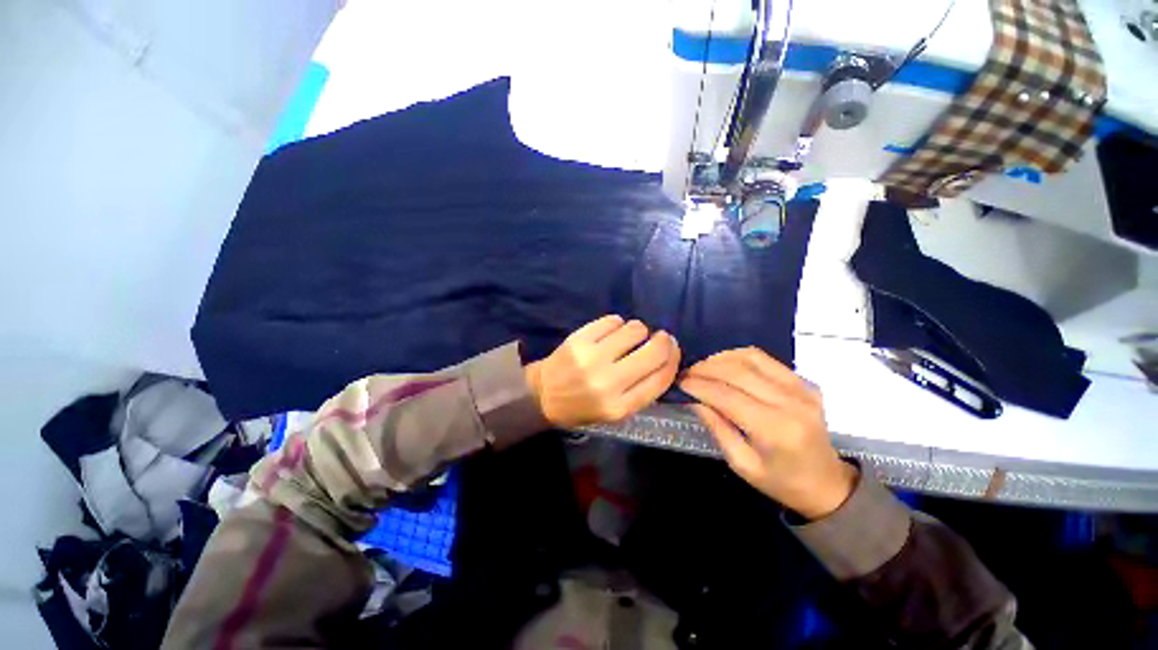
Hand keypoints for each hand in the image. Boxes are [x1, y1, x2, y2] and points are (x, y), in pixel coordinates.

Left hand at [525, 315, 680, 427]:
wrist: (543, 394)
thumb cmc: (582, 406)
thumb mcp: (615, 412)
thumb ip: (641, 391)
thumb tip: (666, 360)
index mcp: (619, 407)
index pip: (661, 378)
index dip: (673, 359)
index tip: (674, 349)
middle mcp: (608, 382)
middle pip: (653, 352)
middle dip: (663, 340)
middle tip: (660, 337)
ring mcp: (592, 358)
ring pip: (635, 330)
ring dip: (638, 330)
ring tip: (629, 337)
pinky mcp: (579, 339)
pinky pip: (612, 320)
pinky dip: (617, 324)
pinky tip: (612, 331)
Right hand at [679, 348, 856, 519]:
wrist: (828, 485)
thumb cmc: (781, 482)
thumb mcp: (741, 464)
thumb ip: (717, 427)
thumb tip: (693, 399)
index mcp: (774, 429)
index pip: (726, 395)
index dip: (699, 385)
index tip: (679, 382)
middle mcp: (790, 402)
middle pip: (737, 371)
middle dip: (705, 368)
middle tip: (686, 373)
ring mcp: (801, 388)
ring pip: (750, 358)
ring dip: (720, 358)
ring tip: (703, 368)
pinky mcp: (804, 382)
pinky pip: (766, 359)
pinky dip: (739, 356)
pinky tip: (725, 364)